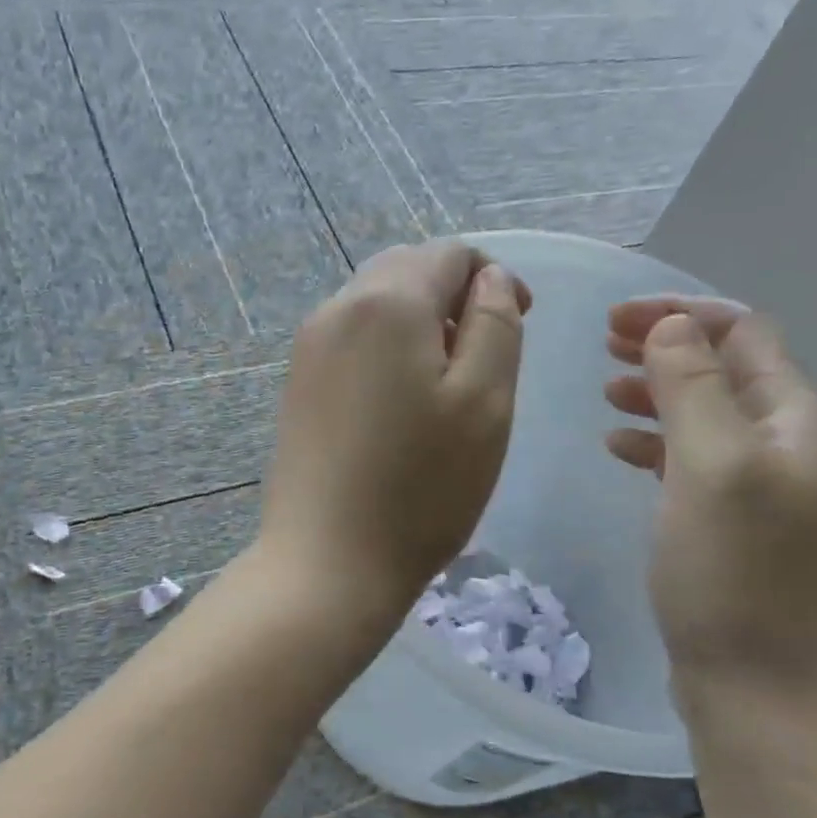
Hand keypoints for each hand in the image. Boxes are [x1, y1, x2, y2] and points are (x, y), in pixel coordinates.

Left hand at [260, 241, 531, 617]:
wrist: (327, 563)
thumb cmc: (421, 488)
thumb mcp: (484, 403)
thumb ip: (495, 325)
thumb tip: (488, 280)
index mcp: (387, 302)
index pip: (449, 254)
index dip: (493, 277)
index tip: (520, 321)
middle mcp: (337, 309)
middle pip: (406, 270)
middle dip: (452, 295)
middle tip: (484, 355)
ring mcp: (308, 349)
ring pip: (375, 305)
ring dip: (418, 323)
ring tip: (445, 383)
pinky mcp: (296, 386)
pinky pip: (350, 341)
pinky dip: (385, 350)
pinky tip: (399, 403)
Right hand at [605, 298, 816, 702]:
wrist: (768, 694)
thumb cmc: (736, 575)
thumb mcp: (710, 466)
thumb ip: (691, 387)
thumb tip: (671, 326)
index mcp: (800, 417)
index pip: (741, 334)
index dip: (678, 314)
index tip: (611, 319)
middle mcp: (795, 444)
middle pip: (727, 370)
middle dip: (665, 348)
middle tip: (601, 345)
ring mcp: (772, 489)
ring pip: (710, 416)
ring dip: (659, 395)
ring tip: (605, 394)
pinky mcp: (744, 527)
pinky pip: (700, 463)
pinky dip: (661, 446)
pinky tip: (622, 451)